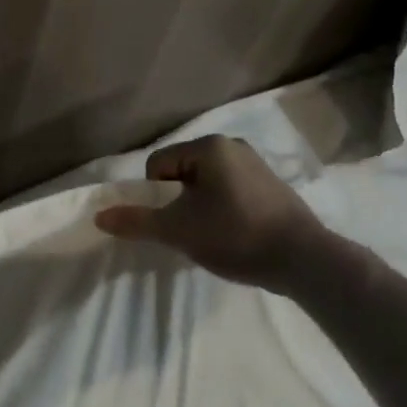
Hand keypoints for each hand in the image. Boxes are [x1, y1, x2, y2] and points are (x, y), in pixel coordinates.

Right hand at [94, 135, 337, 292]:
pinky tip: (236, 235)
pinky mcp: (273, 185)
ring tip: (214, 236)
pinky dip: (225, 210)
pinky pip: (232, 190)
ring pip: (207, 183)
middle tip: (191, 231)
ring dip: (201, 207)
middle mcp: (233, 146)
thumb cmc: (236, 235)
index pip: (159, 164)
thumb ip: (137, 221)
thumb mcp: (179, 230)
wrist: (307, 261)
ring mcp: (257, 164)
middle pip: (183, 172)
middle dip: (179, 201)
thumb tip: (99, 216)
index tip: (172, 222)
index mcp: (209, 147)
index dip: (156, 195)